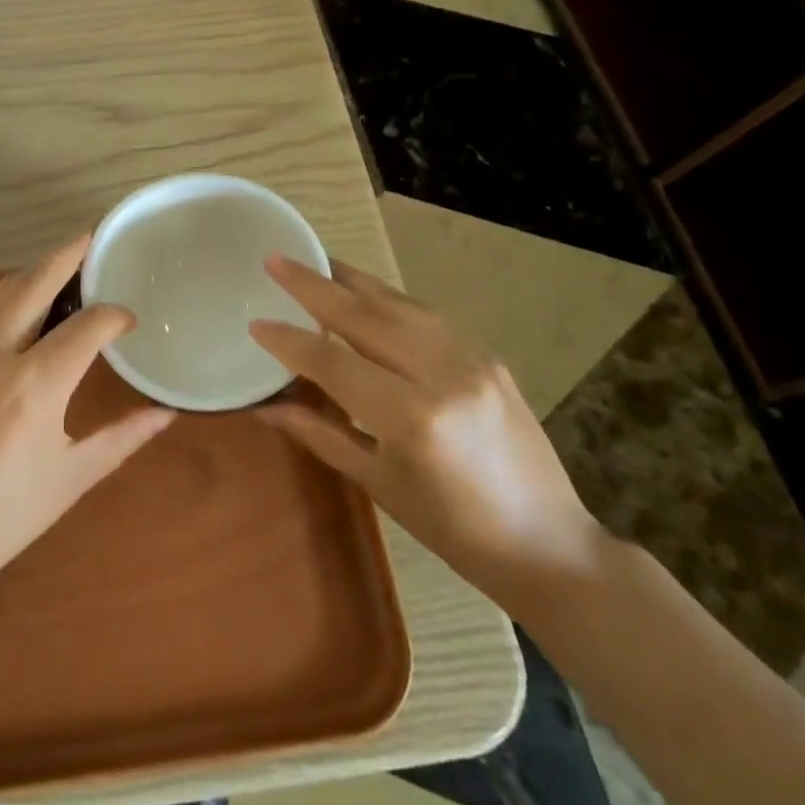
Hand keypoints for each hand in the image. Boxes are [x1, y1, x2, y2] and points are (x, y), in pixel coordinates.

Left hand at [0, 235, 175, 599]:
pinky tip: (18, 305)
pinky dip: (5, 296)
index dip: (115, 315)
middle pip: (35, 283)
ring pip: (1, 292)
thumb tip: (166, 414)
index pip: (88, 325)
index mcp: (37, 383)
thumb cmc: (2, 518)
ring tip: (59, 263)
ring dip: (33, 270)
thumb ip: (122, 438)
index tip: (129, 321)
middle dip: (68, 254)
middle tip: (92, 236)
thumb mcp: (72, 478)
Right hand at [249, 255, 602, 603]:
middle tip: (276, 261)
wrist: (548, 543)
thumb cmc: (453, 529)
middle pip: (365, 317)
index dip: (290, 343)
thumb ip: (320, 433)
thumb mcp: (378, 484)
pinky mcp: (488, 355)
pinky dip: (387, 299)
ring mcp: (472, 359)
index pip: (334, 364)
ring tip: (315, 263)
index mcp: (412, 417)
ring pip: (399, 304)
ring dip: (351, 281)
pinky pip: (426, 315)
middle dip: (314, 286)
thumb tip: (265, 408)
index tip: (255, 323)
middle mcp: (443, 374)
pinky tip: (364, 294)